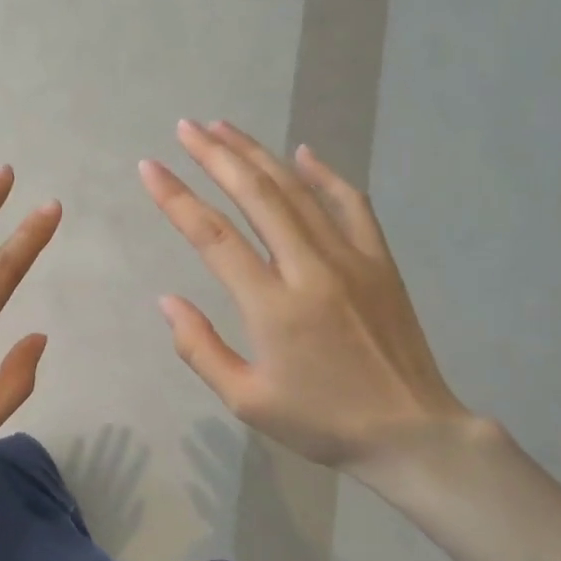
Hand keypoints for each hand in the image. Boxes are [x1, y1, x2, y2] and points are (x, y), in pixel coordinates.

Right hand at [139, 120, 480, 481]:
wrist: (411, 433)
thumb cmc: (321, 422)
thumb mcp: (246, 400)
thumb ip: (200, 348)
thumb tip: (166, 300)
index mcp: (272, 307)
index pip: (213, 237)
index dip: (177, 198)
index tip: (150, 167)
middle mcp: (310, 270)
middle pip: (256, 196)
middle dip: (216, 156)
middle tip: (186, 127)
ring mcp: (351, 259)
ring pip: (298, 191)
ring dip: (258, 154)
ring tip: (224, 128)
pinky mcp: (380, 261)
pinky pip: (351, 204)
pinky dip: (325, 174)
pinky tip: (302, 153)